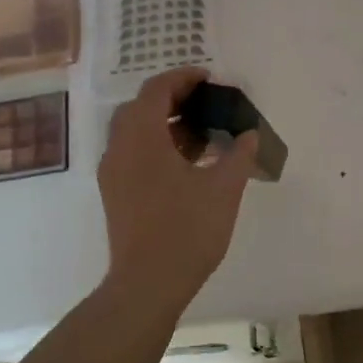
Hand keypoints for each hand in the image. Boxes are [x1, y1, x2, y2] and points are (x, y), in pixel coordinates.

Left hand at [99, 69, 257, 305]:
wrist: (148, 284)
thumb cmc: (187, 230)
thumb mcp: (224, 189)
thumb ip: (239, 155)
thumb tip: (249, 134)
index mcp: (142, 139)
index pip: (156, 90)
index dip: (183, 78)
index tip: (210, 79)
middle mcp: (120, 149)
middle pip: (141, 107)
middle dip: (173, 98)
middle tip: (206, 103)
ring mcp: (113, 173)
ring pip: (135, 132)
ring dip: (166, 123)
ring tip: (202, 132)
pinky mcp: (116, 193)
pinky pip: (134, 153)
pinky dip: (158, 145)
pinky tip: (188, 162)